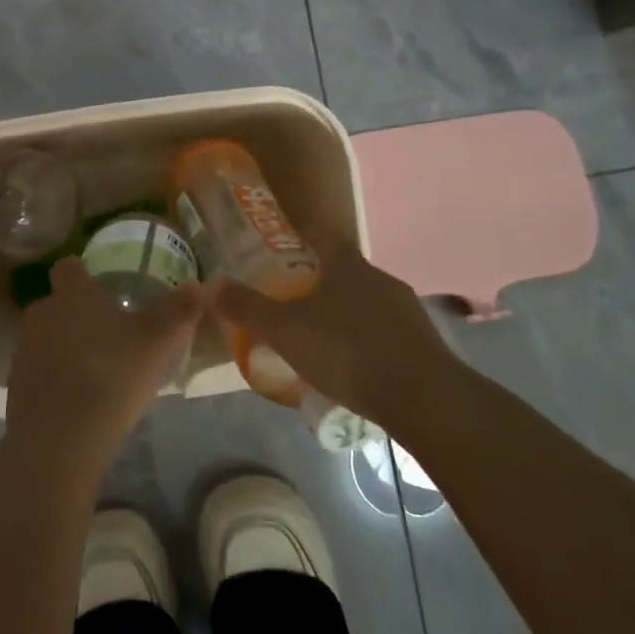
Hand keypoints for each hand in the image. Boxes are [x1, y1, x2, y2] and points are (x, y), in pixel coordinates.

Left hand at [6, 258, 202, 465]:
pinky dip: (54, 380)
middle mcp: (41, 313)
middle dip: (78, 315)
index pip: (69, 267)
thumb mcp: (157, 342)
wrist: (60, 439)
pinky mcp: (14, 387)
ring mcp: (23, 350)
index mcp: (72, 294)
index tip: (101, 288)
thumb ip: (178, 310)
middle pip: (58, 304)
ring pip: (46, 338)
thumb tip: (200, 283)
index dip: (82, 274)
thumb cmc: (111, 375)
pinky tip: (77, 402)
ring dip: (65, 348)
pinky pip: (39, 372)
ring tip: (96, 372)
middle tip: (109, 336)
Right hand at [212, 233, 450, 431]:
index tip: (284, 250)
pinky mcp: (424, 343)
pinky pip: (386, 332)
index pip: (324, 236)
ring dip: (344, 313)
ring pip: (366, 302)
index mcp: (347, 265)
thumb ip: (248, 308)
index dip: (304, 237)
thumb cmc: (347, 351)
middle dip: (319, 281)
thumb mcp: (286, 331)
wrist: (424, 398)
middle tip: (292, 302)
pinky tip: (353, 368)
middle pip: (345, 270)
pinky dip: (367, 341)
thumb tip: (210, 284)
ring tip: (319, 340)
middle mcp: (379, 278)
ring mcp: (406, 310)